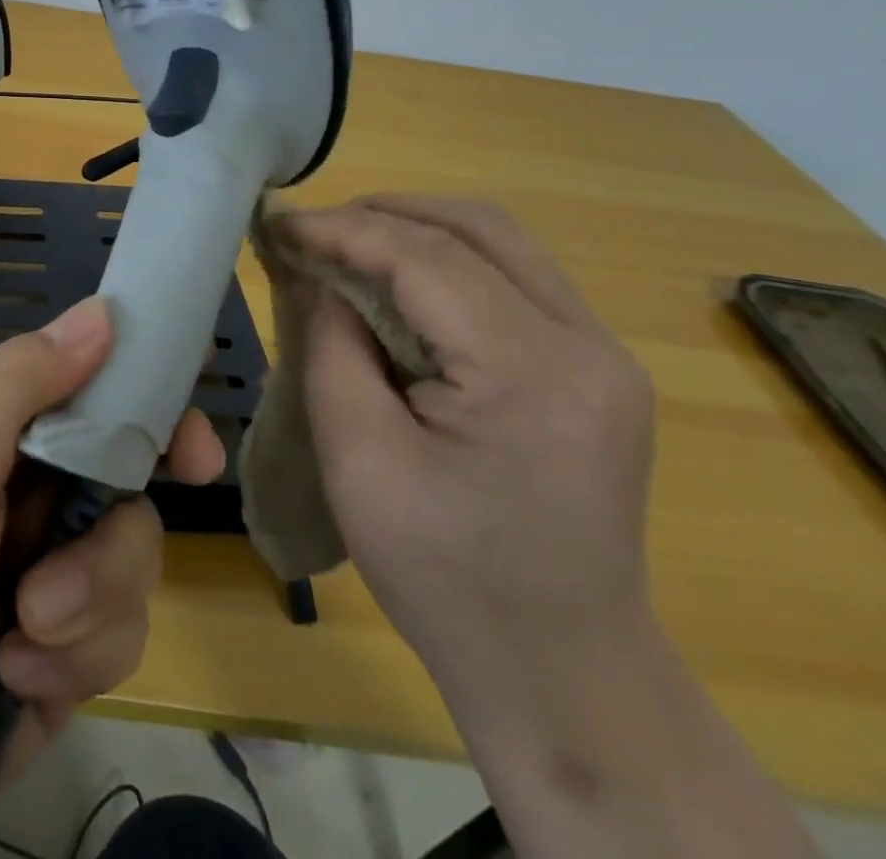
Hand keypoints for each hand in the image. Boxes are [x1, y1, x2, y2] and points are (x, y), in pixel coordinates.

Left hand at [0, 296, 223, 858]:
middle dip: (110, 532)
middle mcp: (14, 495)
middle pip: (122, 485)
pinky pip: (112, 644)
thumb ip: (22, 381)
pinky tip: (11, 681)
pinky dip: (71, 663)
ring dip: (84, 602)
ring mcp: (34, 579)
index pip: (85, 395)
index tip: (192, 451)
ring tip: (20, 631)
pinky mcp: (49, 664)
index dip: (144, 410)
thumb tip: (103, 312)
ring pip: (128, 566)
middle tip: (74, 562)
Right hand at [287, 195, 655, 692]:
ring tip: (348, 246)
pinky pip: (515, 281)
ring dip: (418, 231)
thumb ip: (333, 347)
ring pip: (503, 244)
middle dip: (386, 213)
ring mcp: (604, 356)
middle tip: (315, 230)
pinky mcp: (596, 371)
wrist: (561, 671)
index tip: (281, 225)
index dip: (345, 230)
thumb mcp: (359, 459)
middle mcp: (588, 347)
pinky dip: (448, 263)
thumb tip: (319, 276)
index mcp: (532, 374)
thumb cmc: (445, 577)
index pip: (428, 259)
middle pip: (481, 228)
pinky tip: (399, 285)